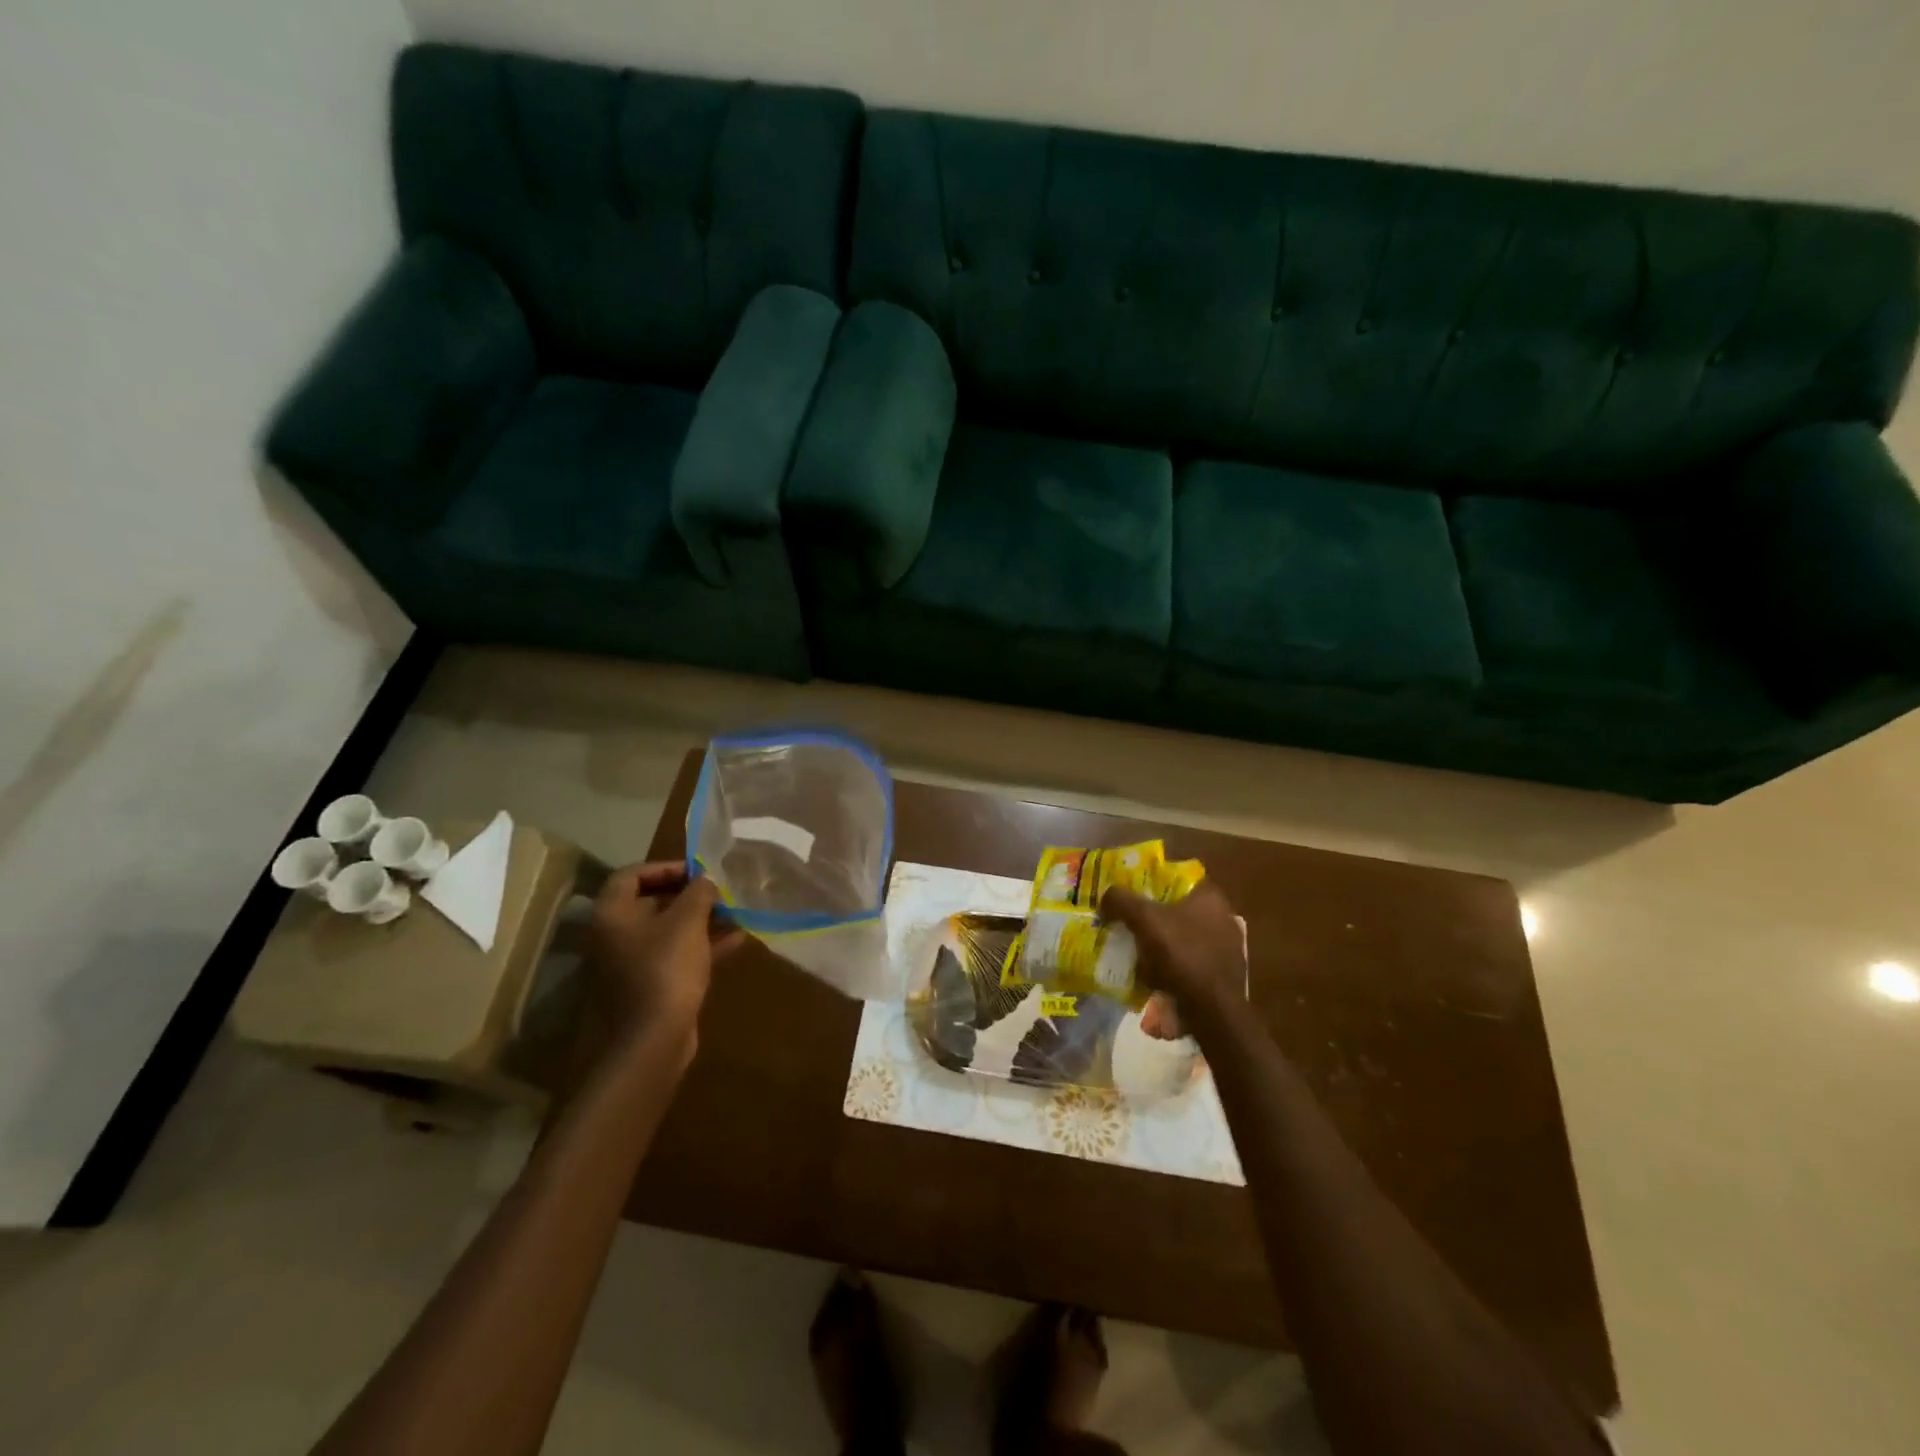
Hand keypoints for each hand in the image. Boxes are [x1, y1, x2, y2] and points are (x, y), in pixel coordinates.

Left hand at [587, 862, 743, 1053]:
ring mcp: (632, 962)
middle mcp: (615, 936)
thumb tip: (706, 880)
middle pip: (651, 902)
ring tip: (734, 911)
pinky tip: (737, 939)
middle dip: (689, 894)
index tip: (698, 870)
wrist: (655, 1038)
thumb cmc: (667, 968)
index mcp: (613, 914)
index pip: (632, 874)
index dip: (665, 867)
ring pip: (668, 930)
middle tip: (719, 890)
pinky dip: (703, 944)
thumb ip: (699, 892)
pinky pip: (677, 954)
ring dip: (701, 919)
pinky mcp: (651, 984)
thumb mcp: (688, 921)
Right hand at [1100, 881, 1245, 1032]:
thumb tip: (1105, 898)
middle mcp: (1224, 918)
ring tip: (1137, 957)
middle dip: (1154, 921)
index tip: (1130, 899)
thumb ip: (1120, 900)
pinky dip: (1173, 970)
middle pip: (1177, 912)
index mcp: (1210, 897)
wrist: (1212, 1010)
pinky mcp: (1224, 976)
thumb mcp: (1143, 919)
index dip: (1150, 887)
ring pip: (1183, 940)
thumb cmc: (1181, 954)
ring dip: (1162, 948)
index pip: (1176, 881)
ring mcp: (1227, 949)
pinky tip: (1154, 980)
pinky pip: (1191, 965)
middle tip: (1129, 928)